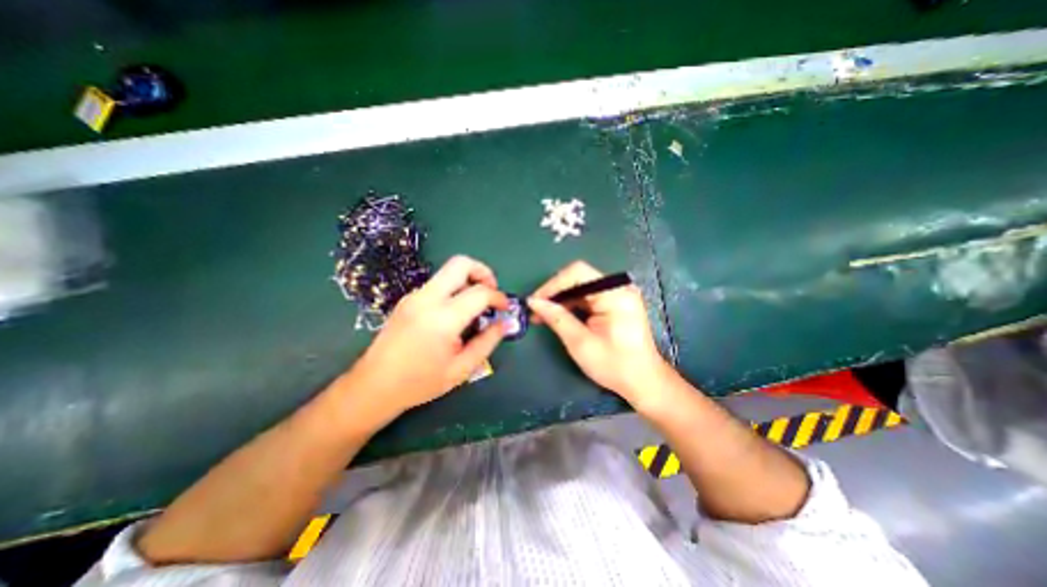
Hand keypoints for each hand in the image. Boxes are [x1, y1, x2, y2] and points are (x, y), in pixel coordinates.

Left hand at [343, 254, 509, 417]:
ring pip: (448, 271)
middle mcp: (427, 299)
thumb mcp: (462, 369)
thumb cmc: (420, 383)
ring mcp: (414, 296)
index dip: (498, 297)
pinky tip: (455, 313)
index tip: (505, 308)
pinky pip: (437, 284)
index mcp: (443, 319)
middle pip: (460, 263)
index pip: (480, 292)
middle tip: (491, 292)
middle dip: (483, 272)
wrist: (374, 386)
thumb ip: (487, 342)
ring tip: (475, 306)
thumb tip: (504, 323)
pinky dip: (454, 289)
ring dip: (468, 280)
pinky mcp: (408, 299)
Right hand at [532, 261, 670, 412]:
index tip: (534, 302)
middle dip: (555, 293)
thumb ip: (556, 318)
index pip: (577, 273)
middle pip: (579, 277)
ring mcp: (619, 293)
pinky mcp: (616, 302)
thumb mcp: (580, 343)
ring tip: (543, 315)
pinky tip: (560, 316)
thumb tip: (533, 302)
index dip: (552, 284)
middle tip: (536, 310)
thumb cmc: (614, 365)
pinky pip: (588, 296)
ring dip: (562, 299)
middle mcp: (619, 287)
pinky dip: (572, 304)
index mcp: (615, 294)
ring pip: (581, 286)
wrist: (643, 381)